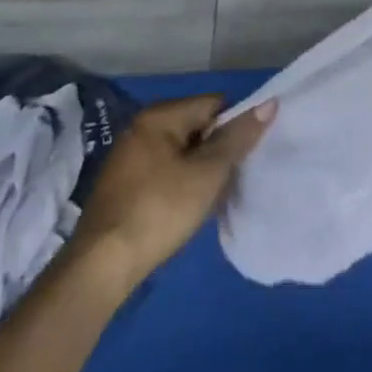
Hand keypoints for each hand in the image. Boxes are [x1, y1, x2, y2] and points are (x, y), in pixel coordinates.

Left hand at [65, 95, 274, 289]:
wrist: (101, 268)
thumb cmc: (160, 210)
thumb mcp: (208, 172)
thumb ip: (238, 137)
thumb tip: (270, 103)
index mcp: (159, 117)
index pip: (214, 104)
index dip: (235, 126)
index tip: (244, 156)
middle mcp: (141, 129)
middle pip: (197, 127)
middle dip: (218, 151)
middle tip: (230, 179)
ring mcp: (129, 158)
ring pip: (182, 153)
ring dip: (201, 170)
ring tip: (213, 197)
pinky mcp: (123, 186)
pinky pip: (165, 172)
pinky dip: (181, 184)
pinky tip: (188, 208)